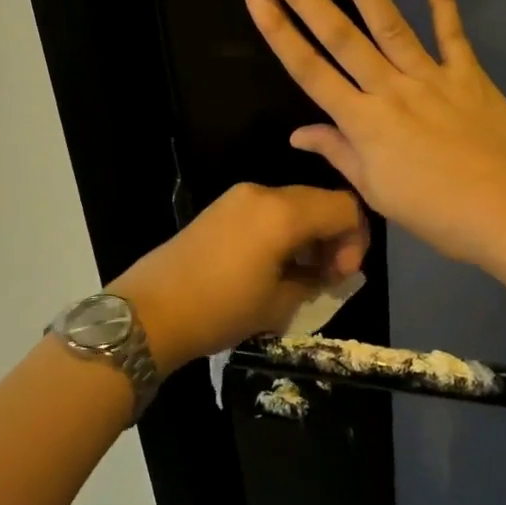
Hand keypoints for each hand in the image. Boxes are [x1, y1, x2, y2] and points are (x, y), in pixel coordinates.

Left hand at [108, 182, 369, 371]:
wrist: (149, 311)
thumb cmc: (220, 310)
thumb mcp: (279, 304)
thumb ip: (315, 280)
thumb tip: (328, 272)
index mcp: (283, 212)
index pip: (344, 207)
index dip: (356, 240)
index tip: (342, 276)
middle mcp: (263, 193)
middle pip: (320, 200)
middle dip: (333, 236)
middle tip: (326, 277)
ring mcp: (238, 197)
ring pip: (294, 204)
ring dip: (308, 234)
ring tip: (300, 275)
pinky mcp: (220, 208)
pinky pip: (267, 210)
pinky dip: (283, 231)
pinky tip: (273, 265)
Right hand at [245, 0, 505, 266]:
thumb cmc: (436, 212)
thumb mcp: (376, 191)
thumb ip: (339, 153)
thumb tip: (298, 133)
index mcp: (362, 123)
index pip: (309, 70)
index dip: (279, 31)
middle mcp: (389, 90)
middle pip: (339, 36)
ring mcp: (430, 77)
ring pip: (387, 23)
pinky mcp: (467, 74)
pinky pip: (452, 32)